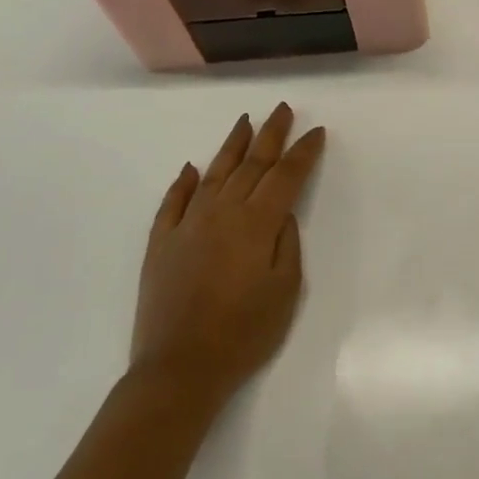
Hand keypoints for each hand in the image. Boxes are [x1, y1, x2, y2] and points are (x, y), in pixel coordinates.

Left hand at [131, 104, 325, 410]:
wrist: (180, 367)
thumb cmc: (245, 332)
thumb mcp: (286, 290)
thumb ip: (286, 244)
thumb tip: (280, 214)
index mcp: (256, 224)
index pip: (286, 176)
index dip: (303, 152)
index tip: (316, 132)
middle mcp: (222, 213)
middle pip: (251, 164)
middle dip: (270, 135)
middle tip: (282, 110)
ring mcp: (187, 225)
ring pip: (213, 173)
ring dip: (232, 145)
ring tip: (245, 122)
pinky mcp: (162, 242)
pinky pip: (173, 202)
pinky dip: (183, 182)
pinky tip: (191, 168)